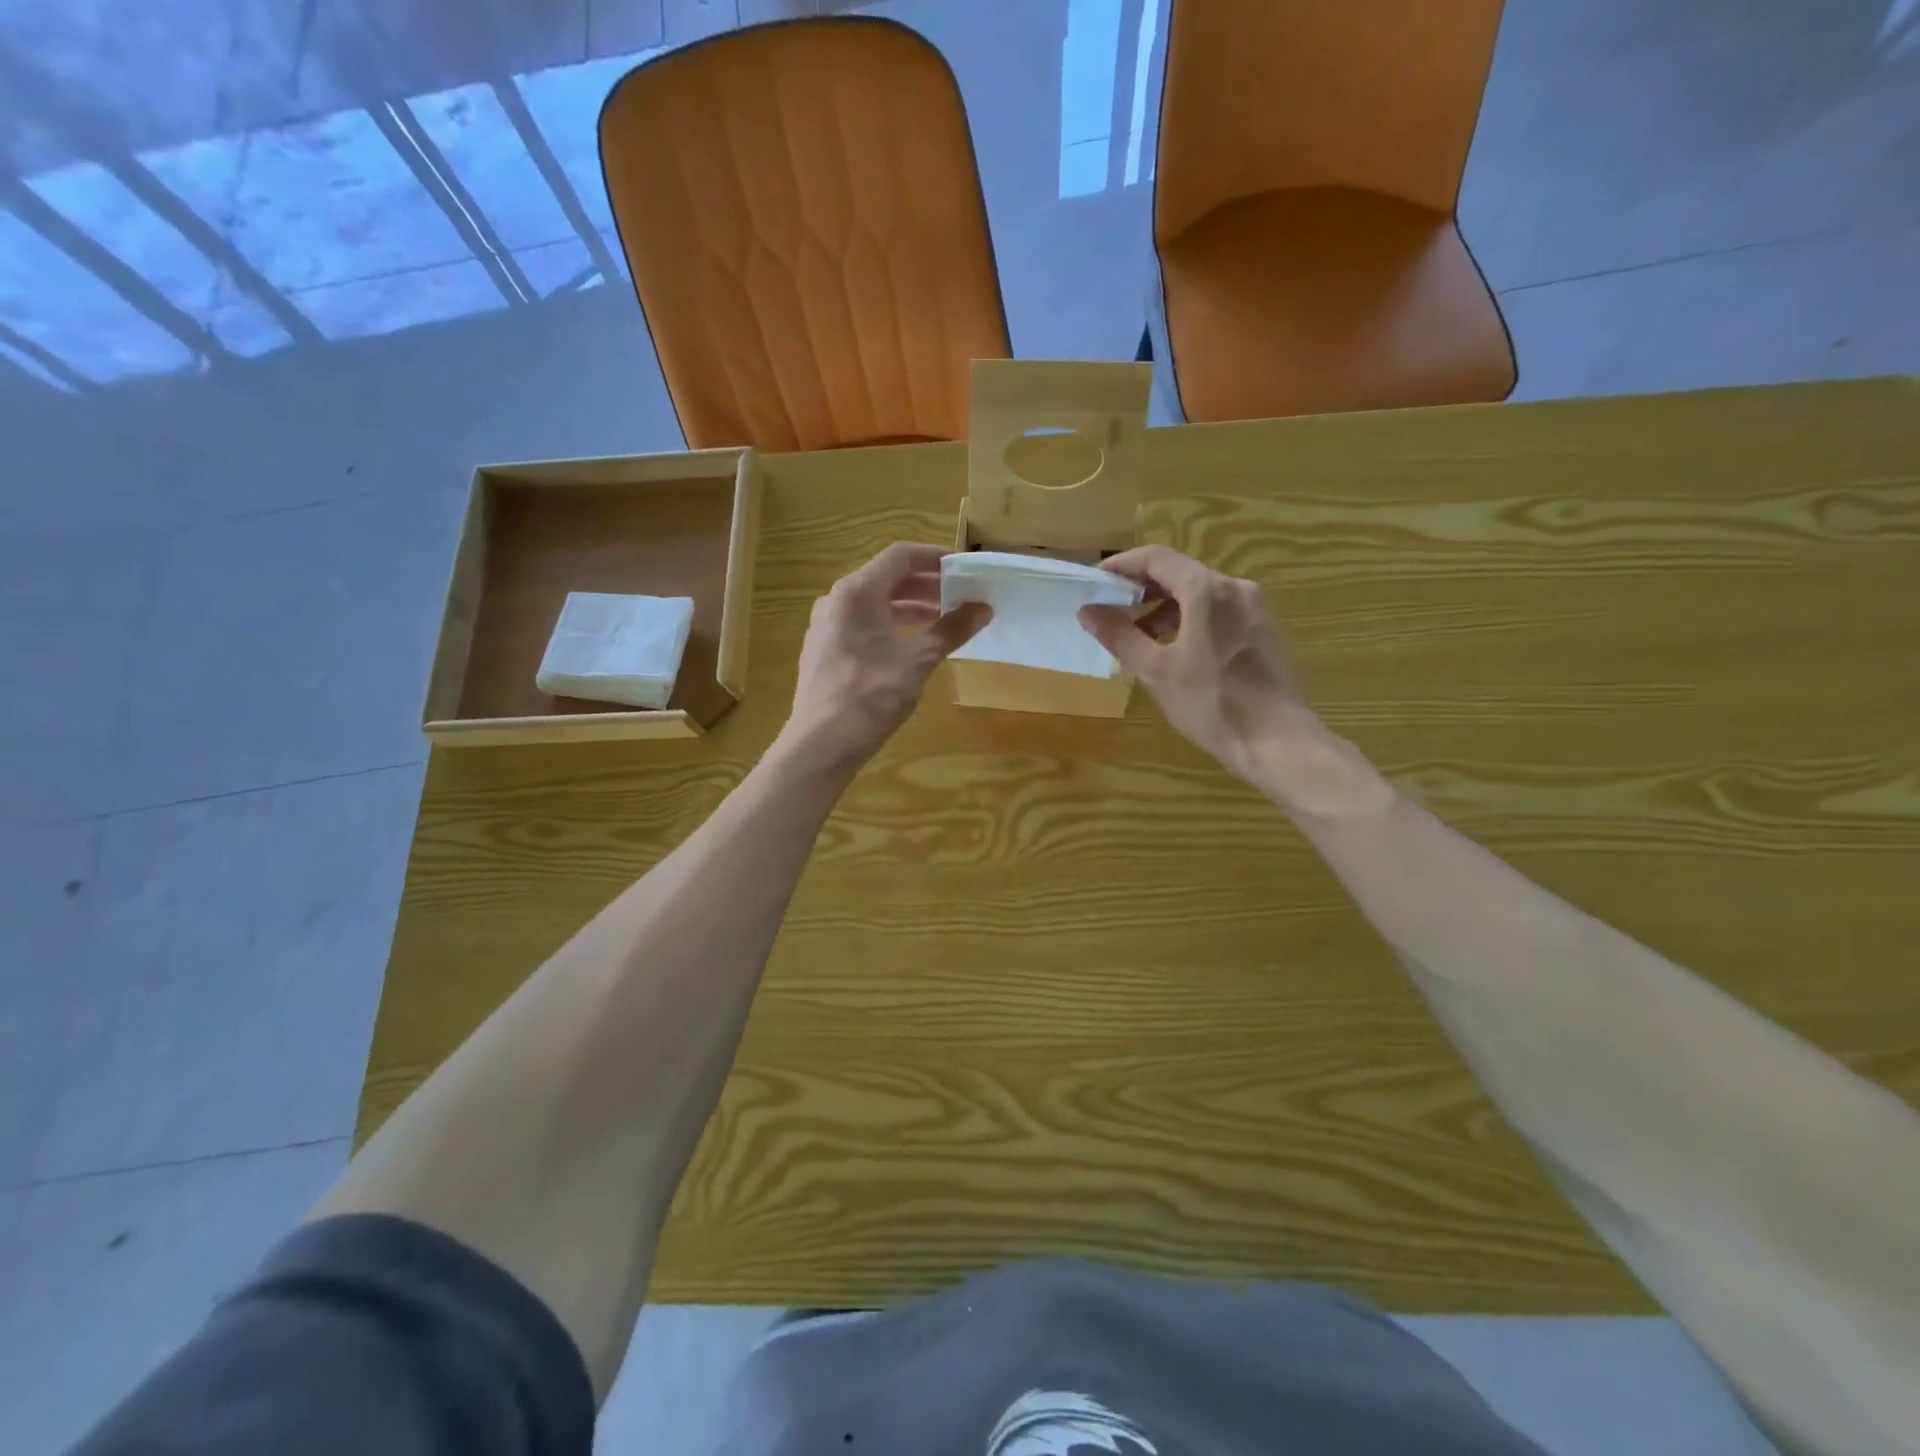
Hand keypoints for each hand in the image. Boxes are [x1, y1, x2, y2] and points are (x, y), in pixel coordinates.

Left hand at [781, 543, 989, 773]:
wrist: (821, 744)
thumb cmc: (871, 696)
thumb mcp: (917, 660)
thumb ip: (950, 629)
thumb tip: (982, 608)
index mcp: (857, 592)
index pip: (900, 556)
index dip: (935, 558)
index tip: (964, 569)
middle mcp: (836, 600)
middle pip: (886, 578)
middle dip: (926, 585)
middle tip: (960, 597)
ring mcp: (826, 625)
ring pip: (874, 604)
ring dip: (909, 608)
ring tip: (942, 623)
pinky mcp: (824, 650)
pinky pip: (862, 624)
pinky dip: (890, 626)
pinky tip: (911, 647)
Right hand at [1079, 545, 1307, 780]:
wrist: (1275, 740)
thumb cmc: (1211, 703)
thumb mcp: (1156, 671)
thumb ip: (1120, 635)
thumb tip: (1088, 612)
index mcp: (1206, 590)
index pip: (1156, 558)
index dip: (1122, 566)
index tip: (1096, 583)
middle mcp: (1233, 587)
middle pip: (1178, 572)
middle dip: (1141, 589)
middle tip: (1110, 612)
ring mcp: (1252, 608)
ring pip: (1198, 593)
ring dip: (1163, 607)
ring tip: (1138, 638)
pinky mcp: (1261, 629)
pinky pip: (1216, 610)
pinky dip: (1188, 619)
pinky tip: (1173, 650)